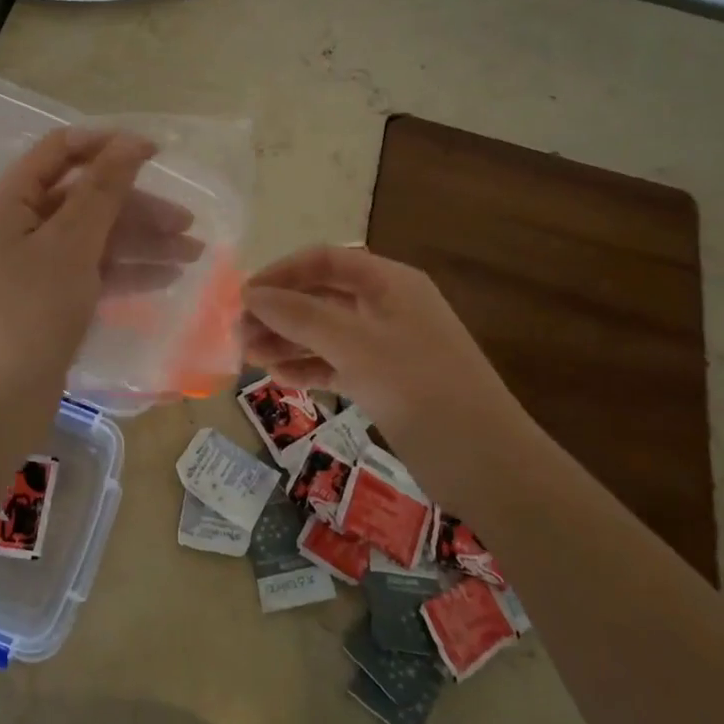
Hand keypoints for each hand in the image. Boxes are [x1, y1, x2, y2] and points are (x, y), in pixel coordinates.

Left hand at [0, 128, 201, 402]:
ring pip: (95, 238)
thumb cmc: (28, 314)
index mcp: (10, 201)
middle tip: (188, 224)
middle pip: (85, 199)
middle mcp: (20, 226)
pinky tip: (167, 278)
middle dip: (138, 208)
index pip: (62, 151)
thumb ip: (103, 191)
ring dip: (142, 243)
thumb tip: (130, 142)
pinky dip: (127, 272)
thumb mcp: (70, 245)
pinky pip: (92, 272)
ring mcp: (34, 266)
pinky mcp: (49, 300)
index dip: (109, 146)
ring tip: (193, 255)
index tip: (158, 153)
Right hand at [240, 245, 531, 451]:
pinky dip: (309, 367)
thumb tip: (251, 294)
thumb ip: (300, 316)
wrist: (485, 461)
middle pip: (322, 297)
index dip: (282, 273)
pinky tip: (279, 377)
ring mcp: (387, 346)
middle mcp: (388, 306)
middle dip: (280, 312)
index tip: (244, 295)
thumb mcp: (355, 344)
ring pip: (326, 333)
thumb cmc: (419, 387)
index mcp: (390, 282)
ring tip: (249, 356)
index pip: (325, 261)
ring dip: (288, 340)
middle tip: (239, 333)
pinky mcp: (386, 382)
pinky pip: (337, 364)